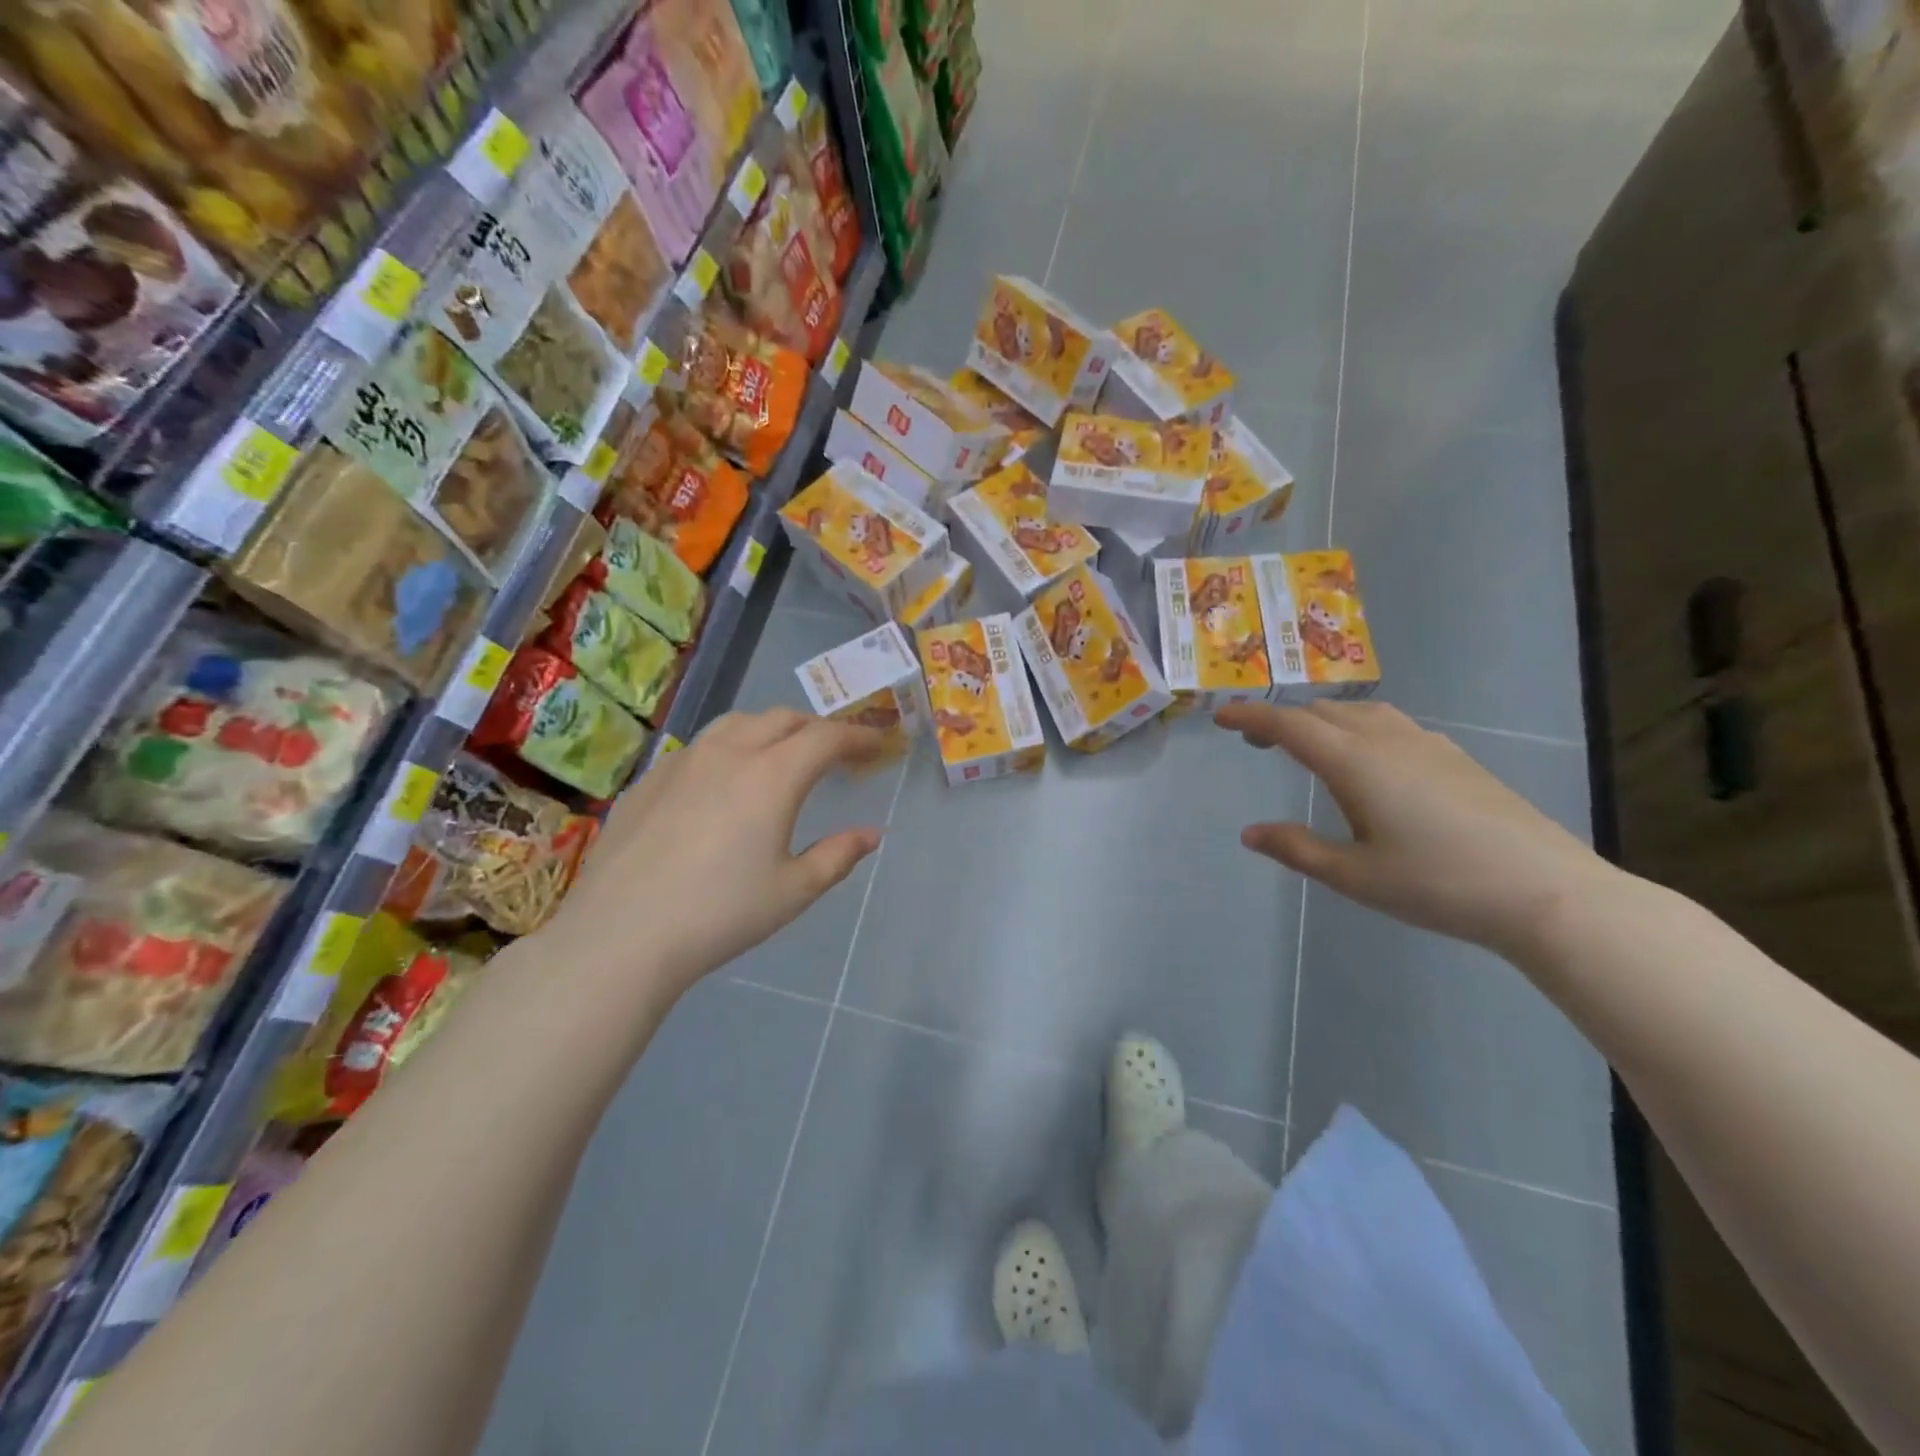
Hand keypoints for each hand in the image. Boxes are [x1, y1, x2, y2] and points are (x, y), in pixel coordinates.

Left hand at [548, 709, 884, 999]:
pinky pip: (700, 746)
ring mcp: (683, 761)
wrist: (620, 935)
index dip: (858, 736)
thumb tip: (870, 834)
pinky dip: (729, 749)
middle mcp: (729, 753)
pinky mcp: (649, 779)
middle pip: (783, 719)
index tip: (877, 745)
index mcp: (772, 775)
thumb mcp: (793, 891)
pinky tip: (722, 784)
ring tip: (780, 756)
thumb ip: (838, 855)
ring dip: (771, 730)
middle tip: (834, 753)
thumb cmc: (720, 914)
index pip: (827, 737)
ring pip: (737, 723)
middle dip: (816, 729)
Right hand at [1215, 701, 1615, 955]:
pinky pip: (1390, 724)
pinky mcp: (1455, 758)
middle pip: (1321, 712)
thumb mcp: (1353, 875)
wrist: (1545, 891)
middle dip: (1281, 719)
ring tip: (1307, 744)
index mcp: (1353, 762)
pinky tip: (1368, 759)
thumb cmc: (1437, 884)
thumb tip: (1249, 833)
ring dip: (1322, 719)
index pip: (1288, 725)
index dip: (1250, 717)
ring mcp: (1426, 745)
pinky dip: (1358, 727)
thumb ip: (1296, 849)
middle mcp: (1386, 740)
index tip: (1220, 718)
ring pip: (1359, 713)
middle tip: (1255, 741)